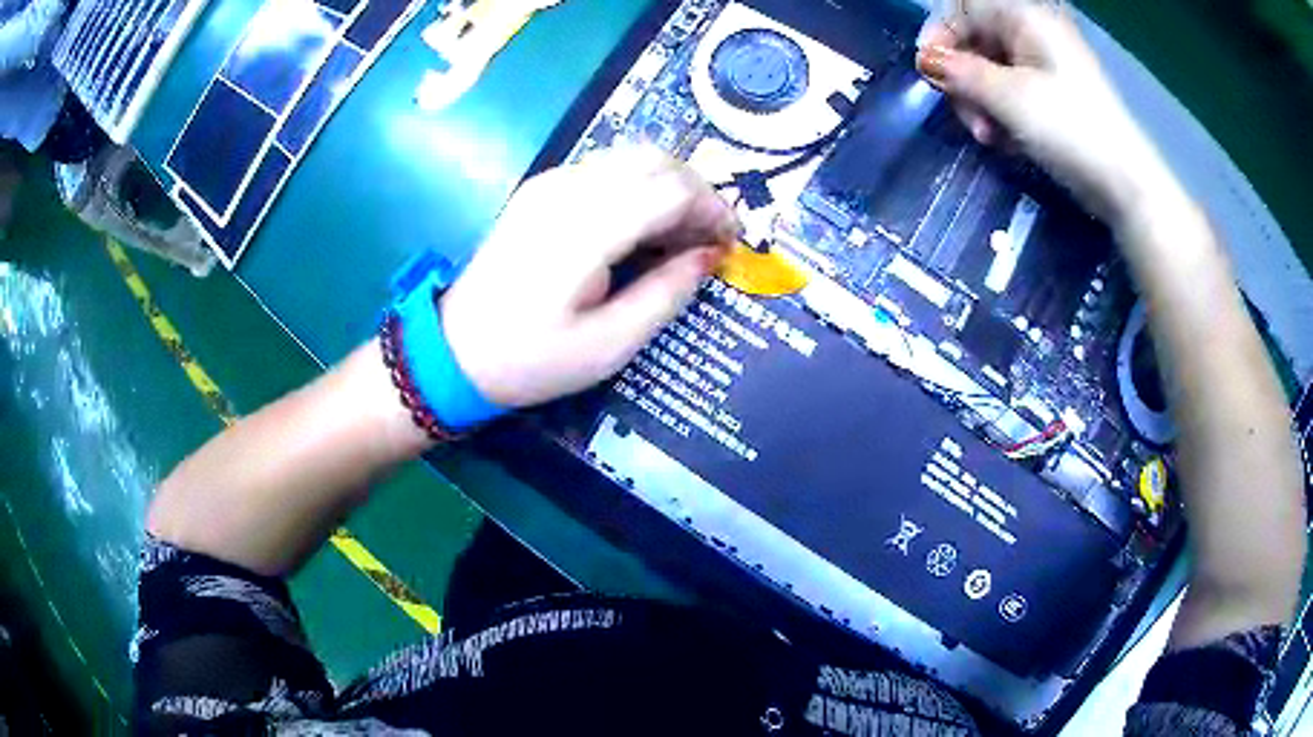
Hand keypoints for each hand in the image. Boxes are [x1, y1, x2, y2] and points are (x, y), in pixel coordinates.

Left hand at [441, 147, 738, 407]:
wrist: (453, 351)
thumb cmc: (531, 359)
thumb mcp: (608, 346)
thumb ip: (665, 294)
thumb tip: (709, 257)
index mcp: (584, 229)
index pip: (671, 188)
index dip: (712, 210)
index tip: (730, 245)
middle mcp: (567, 190)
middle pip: (655, 160)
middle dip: (697, 191)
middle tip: (709, 238)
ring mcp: (549, 184)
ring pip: (631, 157)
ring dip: (669, 185)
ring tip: (681, 234)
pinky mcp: (540, 189)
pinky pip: (606, 168)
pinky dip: (639, 186)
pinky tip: (642, 226)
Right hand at [915, 0, 1177, 225]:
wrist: (1124, 183)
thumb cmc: (1069, 129)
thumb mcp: (1009, 98)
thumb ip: (961, 74)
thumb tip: (926, 61)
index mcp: (1025, 18)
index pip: (964, 9)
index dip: (940, 36)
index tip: (928, 73)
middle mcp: (1033, 33)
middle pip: (976, 42)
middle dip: (964, 81)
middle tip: (970, 120)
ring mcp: (1045, 66)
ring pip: (991, 71)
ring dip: (981, 104)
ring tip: (989, 138)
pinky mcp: (1053, 96)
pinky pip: (1012, 93)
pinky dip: (1002, 115)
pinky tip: (1006, 142)